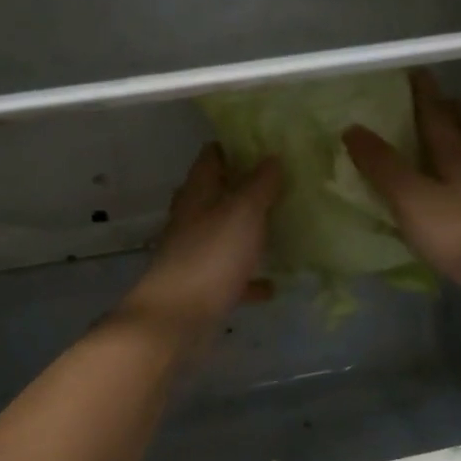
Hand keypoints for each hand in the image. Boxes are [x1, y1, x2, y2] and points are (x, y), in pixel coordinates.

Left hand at [121, 144, 283, 331]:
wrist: (176, 319)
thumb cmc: (210, 257)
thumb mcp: (243, 212)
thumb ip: (260, 184)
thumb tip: (272, 156)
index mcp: (198, 193)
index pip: (212, 156)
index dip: (235, 145)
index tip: (267, 142)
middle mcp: (192, 219)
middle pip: (218, 194)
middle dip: (246, 188)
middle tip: (283, 182)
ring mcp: (195, 253)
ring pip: (225, 234)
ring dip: (248, 231)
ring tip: (283, 226)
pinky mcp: (203, 286)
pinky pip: (232, 276)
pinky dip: (249, 277)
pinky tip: (273, 284)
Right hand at [343, 69, 460, 291]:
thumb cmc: (456, 228)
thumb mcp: (409, 196)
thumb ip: (382, 164)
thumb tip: (352, 129)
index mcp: (454, 151)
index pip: (435, 112)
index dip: (423, 92)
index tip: (413, 72)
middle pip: (460, 125)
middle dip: (445, 108)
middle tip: (432, 98)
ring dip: (457, 133)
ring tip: (444, 129)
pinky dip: (460, 163)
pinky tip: (453, 177)